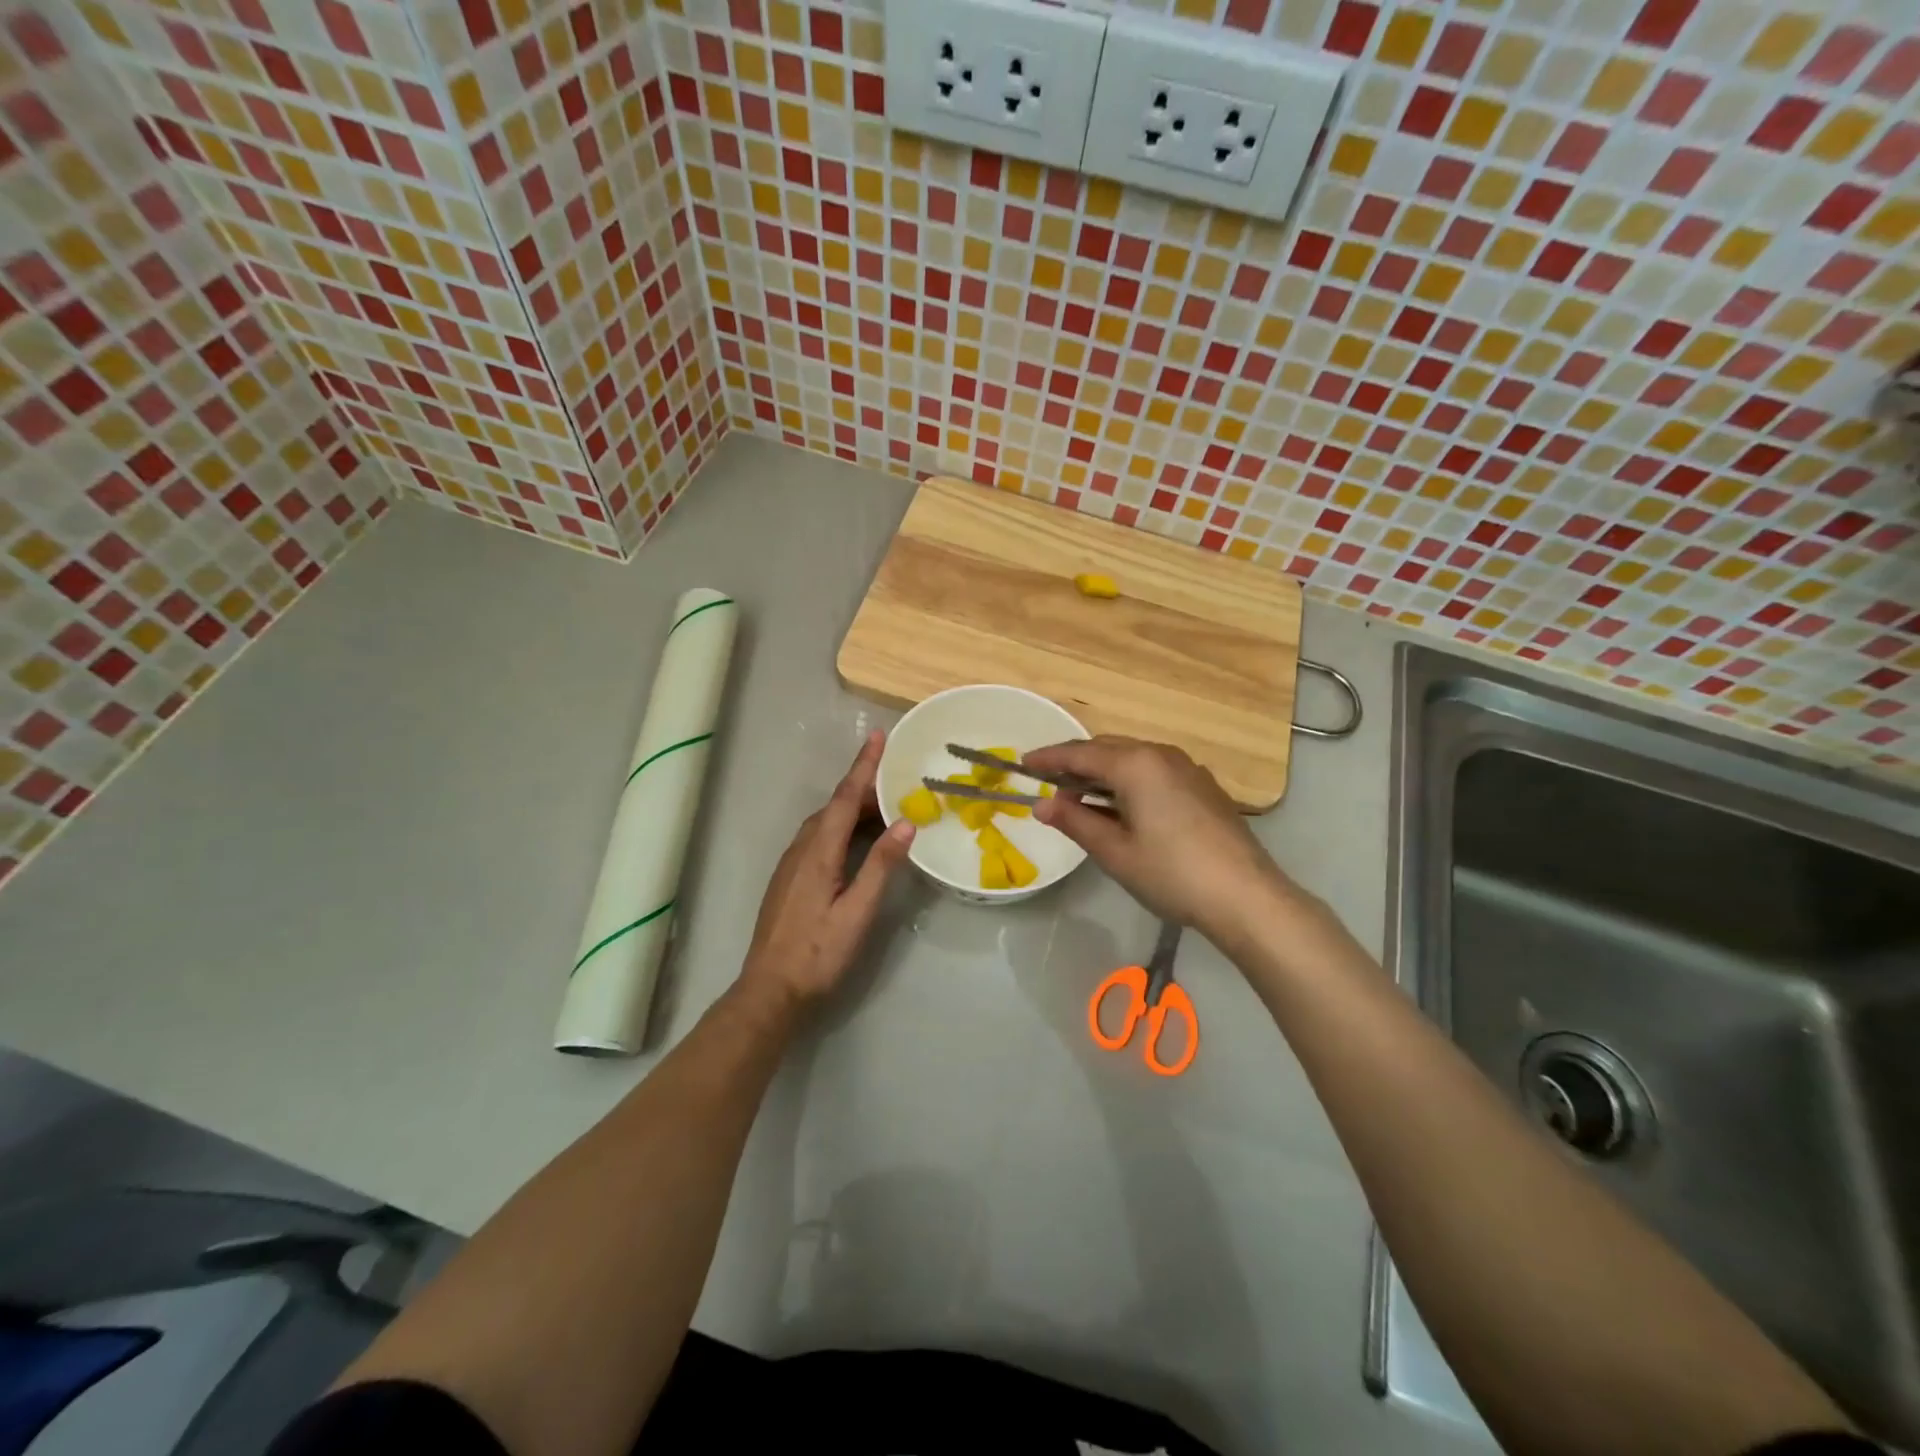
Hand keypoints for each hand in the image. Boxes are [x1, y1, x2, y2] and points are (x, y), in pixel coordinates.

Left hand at [737, 730, 914, 1015]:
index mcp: (818, 851)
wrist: (769, 990)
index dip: (863, 766)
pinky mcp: (790, 879)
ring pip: (826, 823)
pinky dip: (843, 827)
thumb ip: (881, 866)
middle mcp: (802, 849)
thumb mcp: (857, 912)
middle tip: (897, 777)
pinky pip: (819, 837)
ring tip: (885, 806)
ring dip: (854, 808)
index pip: (846, 798)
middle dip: (864, 786)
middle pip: (836, 806)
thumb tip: (906, 822)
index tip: (878, 736)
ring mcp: (792, 864)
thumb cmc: (818, 953)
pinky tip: (857, 840)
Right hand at [1029, 736, 1292, 938]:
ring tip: (1080, 800)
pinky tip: (1122, 808)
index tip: (1023, 764)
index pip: (1080, 753)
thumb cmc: (1172, 874)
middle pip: (1107, 750)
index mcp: (1136, 764)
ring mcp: (1187, 769)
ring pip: (1132, 759)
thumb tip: (1041, 805)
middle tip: (1049, 786)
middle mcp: (1162, 755)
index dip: (1048, 759)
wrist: (1246, 896)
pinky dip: (1128, 782)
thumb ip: (1075, 822)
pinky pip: (1154, 772)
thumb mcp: (1114, 852)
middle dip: (1075, 765)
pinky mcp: (1203, 787)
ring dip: (1102, 774)